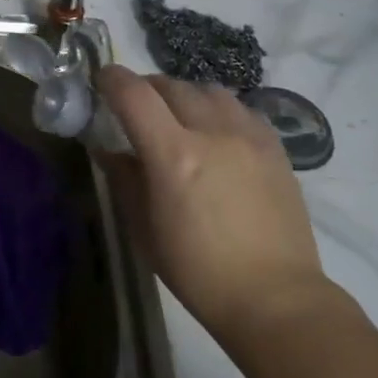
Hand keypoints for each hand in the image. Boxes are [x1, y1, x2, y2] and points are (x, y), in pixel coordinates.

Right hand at [97, 66, 327, 340]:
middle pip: (171, 85)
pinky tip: (216, 132)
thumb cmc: (198, 272)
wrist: (275, 298)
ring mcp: (249, 136)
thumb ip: (124, 180)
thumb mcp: (145, 230)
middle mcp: (213, 133)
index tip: (101, 79)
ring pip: (209, 90)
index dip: (112, 79)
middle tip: (136, 105)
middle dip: (146, 87)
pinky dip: (219, 109)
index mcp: (174, 155)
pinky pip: (241, 108)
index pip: (135, 94)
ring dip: (184, 95)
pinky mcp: (275, 148)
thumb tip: (108, 149)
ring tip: (178, 115)